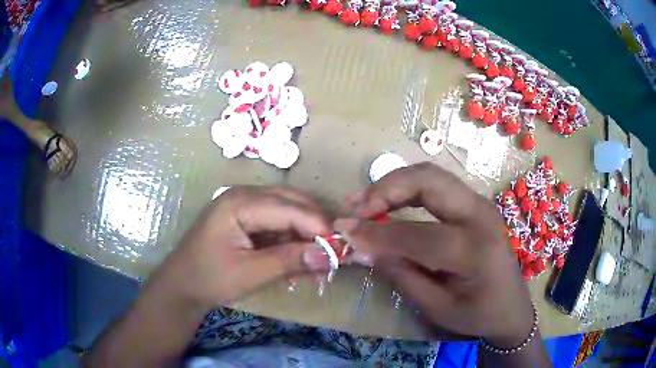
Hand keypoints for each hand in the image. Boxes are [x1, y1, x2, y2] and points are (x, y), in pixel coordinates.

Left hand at [154, 186, 332, 308]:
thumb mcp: (250, 272)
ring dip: (305, 234)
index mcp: (240, 202)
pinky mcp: (248, 217)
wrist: (182, 284)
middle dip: (315, 227)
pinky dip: (292, 239)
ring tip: (317, 260)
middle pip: (293, 202)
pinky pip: (279, 222)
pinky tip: (299, 258)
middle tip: (331, 254)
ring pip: (289, 211)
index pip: (291, 208)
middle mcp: (245, 194)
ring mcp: (246, 204)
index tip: (339, 250)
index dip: (318, 227)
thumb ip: (289, 260)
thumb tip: (329, 255)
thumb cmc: (210, 278)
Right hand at [336, 163, 534, 347]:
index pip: (415, 235)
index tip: (343, 231)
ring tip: (366, 202)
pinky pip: (438, 184)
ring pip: (431, 175)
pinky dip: (409, 187)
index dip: (374, 233)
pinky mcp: (475, 204)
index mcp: (474, 250)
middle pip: (427, 182)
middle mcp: (480, 217)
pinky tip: (390, 199)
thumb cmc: (478, 314)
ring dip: (395, 184)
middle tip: (356, 208)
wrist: (512, 307)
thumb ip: (401, 274)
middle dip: (385, 189)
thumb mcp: (437, 307)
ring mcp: (480, 205)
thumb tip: (363, 248)